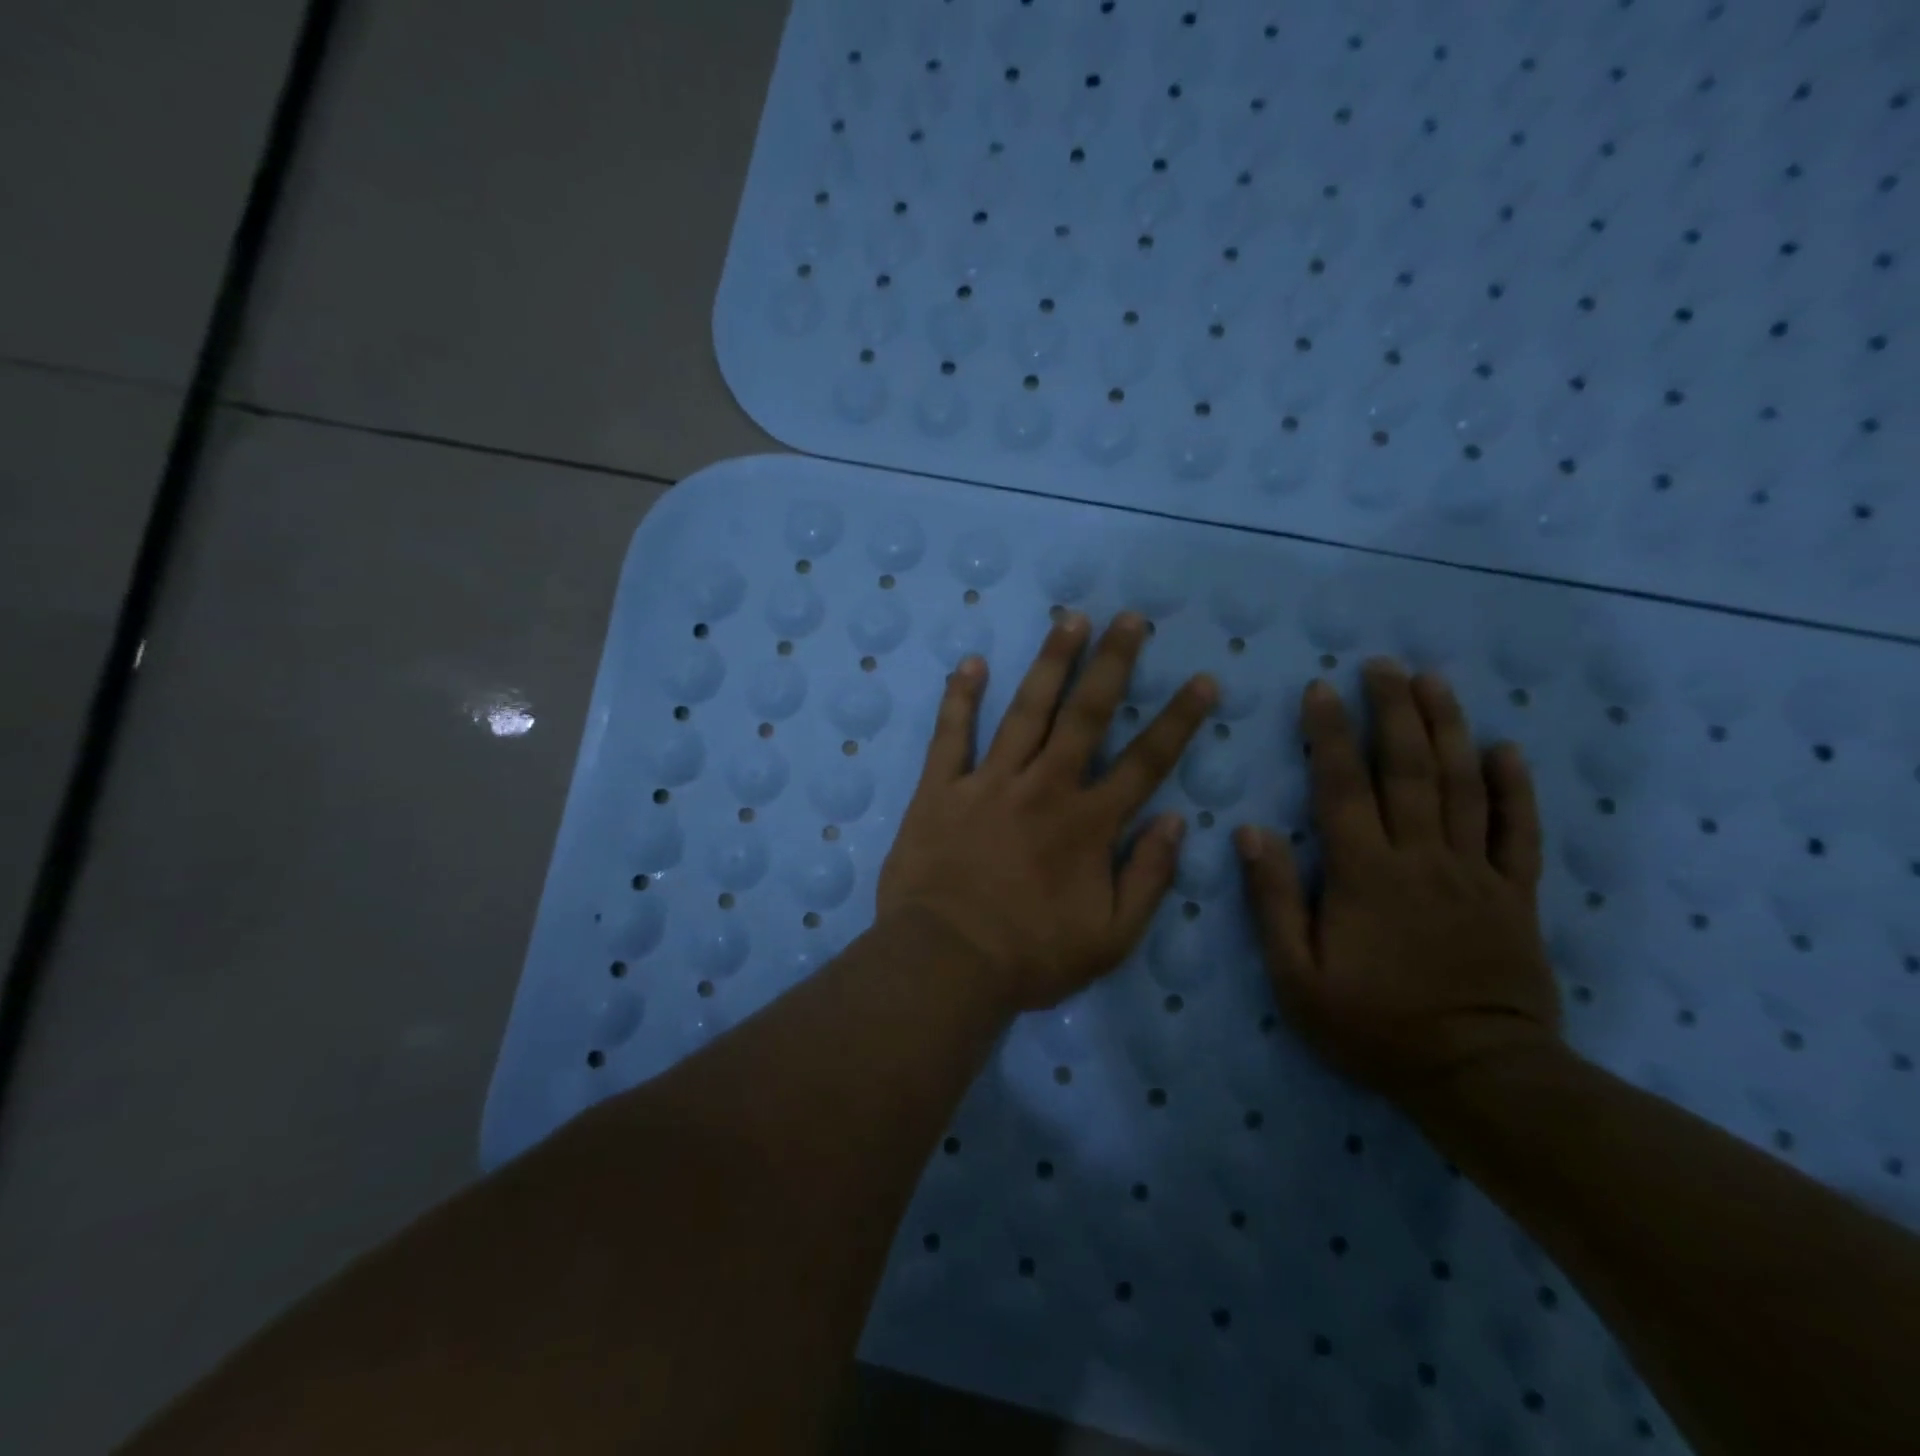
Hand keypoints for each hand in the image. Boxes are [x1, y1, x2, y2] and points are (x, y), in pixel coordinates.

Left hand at [877, 612, 1215, 1012]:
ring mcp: (989, 782)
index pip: (1146, 762)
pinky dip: (959, 698)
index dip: (1178, 721)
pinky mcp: (941, 789)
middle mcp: (1044, 787)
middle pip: (1086, 715)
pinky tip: (971, 663)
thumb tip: (1177, 822)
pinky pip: (951, 735)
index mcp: (1088, 824)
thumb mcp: (1111, 938)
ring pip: (1026, 710)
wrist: (945, 962)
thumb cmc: (1031, 957)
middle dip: (1112, 663)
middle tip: (1129, 618)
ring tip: (1069, 618)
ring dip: (1050, 662)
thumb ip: (1148, 878)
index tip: (1202, 681)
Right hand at [1235, 659, 1560, 1099]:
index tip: (1321, 689)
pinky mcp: (1514, 895)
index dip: (1330, 735)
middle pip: (1407, 770)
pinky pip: (1517, 831)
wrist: (1477, 1076)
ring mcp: (1474, 873)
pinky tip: (1506, 749)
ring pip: (1462, 786)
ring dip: (1448, 729)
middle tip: (1382, 664)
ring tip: (1434, 682)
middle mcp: (1420, 858)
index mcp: (1363, 874)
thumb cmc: (1372, 1025)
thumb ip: (1273, 900)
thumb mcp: (1296, 975)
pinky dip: (1515, 788)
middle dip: (1392, 712)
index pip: (1342, 788)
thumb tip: (1250, 831)